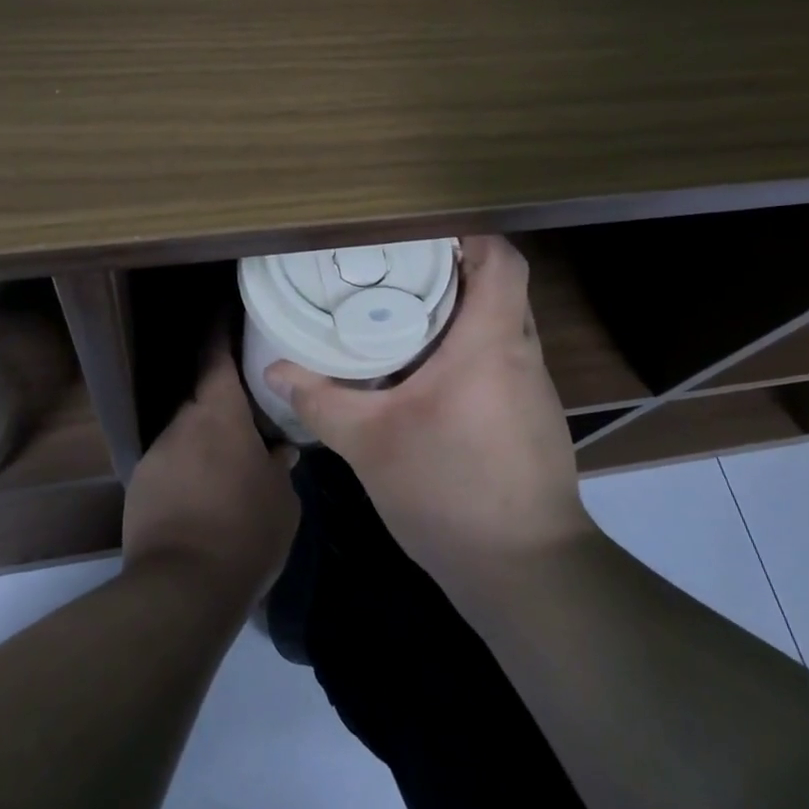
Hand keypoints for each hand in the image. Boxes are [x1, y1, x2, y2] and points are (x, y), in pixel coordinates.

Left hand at [122, 348, 298, 610]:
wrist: (181, 589)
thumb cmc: (245, 532)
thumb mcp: (282, 500)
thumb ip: (280, 466)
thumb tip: (280, 450)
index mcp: (220, 415)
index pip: (215, 357)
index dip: (220, 330)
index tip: (226, 311)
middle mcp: (182, 424)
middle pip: (201, 398)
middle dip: (221, 403)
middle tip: (248, 419)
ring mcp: (156, 455)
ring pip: (185, 434)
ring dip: (204, 443)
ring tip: (227, 470)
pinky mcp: (140, 487)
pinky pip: (170, 464)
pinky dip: (187, 471)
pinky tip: (203, 501)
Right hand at [264, 235, 595, 601]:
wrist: (526, 574)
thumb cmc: (450, 490)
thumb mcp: (370, 443)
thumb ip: (321, 400)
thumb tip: (275, 368)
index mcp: (491, 340)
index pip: (501, 258)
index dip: (468, 235)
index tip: (420, 235)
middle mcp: (522, 352)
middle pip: (500, 285)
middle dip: (452, 271)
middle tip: (397, 271)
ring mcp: (534, 388)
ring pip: (502, 325)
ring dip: (461, 314)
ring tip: (406, 314)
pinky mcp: (533, 418)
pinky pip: (503, 360)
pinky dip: (470, 351)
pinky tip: (429, 375)